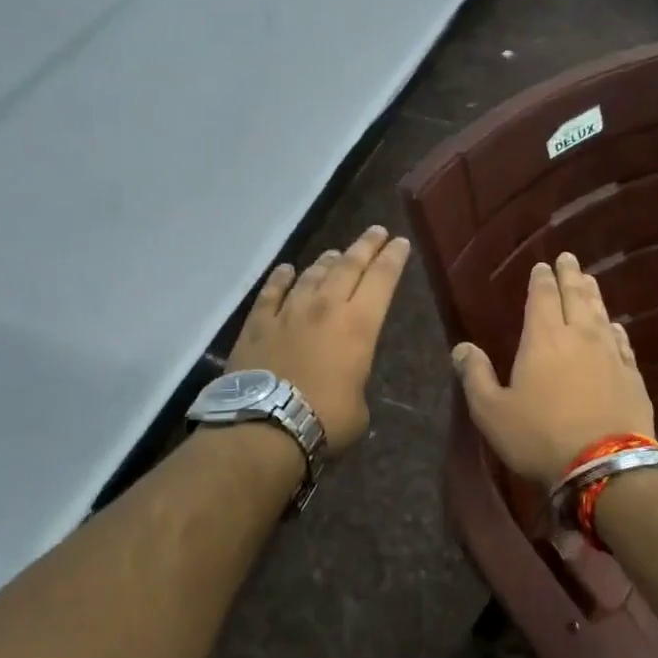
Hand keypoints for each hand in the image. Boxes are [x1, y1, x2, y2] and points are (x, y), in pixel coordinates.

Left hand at [226, 224, 411, 455]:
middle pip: (349, 265)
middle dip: (366, 246)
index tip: (401, 242)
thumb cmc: (325, 420)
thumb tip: (345, 378)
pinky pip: (271, 292)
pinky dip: (281, 278)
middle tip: (377, 231)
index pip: (382, 280)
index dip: (393, 258)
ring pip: (312, 274)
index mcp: (358, 325)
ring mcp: (288, 312)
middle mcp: (325, 307)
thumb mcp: (359, 405)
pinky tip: (286, 270)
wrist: (265, 426)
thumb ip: (355, 379)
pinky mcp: (257, 324)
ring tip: (335, 253)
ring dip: (327, 261)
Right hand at [451, 252, 654, 484]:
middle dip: (570, 275)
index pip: (543, 297)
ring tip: (589, 280)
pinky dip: (615, 329)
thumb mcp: (492, 411)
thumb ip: (475, 376)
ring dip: (593, 295)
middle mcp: (579, 336)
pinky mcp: (631, 376)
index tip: (542, 265)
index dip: (542, 280)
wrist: (604, 465)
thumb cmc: (540, 436)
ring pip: (601, 314)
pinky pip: (622, 343)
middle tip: (569, 258)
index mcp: (543, 339)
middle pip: (575, 296)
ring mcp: (610, 355)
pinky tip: (615, 326)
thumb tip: (461, 347)